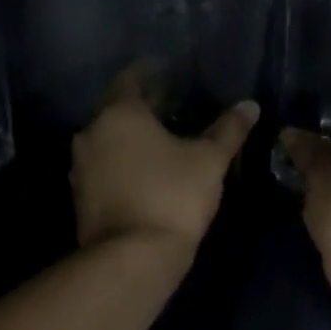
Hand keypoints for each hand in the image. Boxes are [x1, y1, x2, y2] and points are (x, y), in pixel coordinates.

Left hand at [71, 68, 259, 256]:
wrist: (132, 258)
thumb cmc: (172, 197)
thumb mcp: (209, 161)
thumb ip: (228, 130)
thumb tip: (250, 105)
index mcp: (119, 113)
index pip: (132, 77)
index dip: (152, 72)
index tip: (171, 71)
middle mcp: (91, 133)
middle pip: (117, 110)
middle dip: (143, 107)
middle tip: (174, 107)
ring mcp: (81, 167)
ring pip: (109, 141)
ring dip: (131, 138)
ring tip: (163, 142)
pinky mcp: (81, 197)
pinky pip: (104, 168)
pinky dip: (123, 163)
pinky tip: (146, 173)